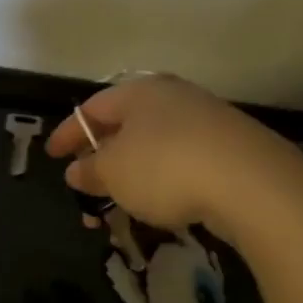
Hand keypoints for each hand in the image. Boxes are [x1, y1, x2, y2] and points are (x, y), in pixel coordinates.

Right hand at [45, 75, 301, 235]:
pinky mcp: (229, 151)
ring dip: (129, 179)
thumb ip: (89, 170)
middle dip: (100, 161)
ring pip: (152, 149)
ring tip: (116, 210)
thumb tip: (77, 171)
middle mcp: (173, 99)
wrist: (251, 183)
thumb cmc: (165, 167)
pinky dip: (159, 184)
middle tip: (84, 187)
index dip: (67, 133)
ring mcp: (205, 123)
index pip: (92, 108)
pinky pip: (179, 164)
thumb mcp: (114, 172)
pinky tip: (156, 208)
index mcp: (140, 93)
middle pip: (125, 127)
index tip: (51, 156)